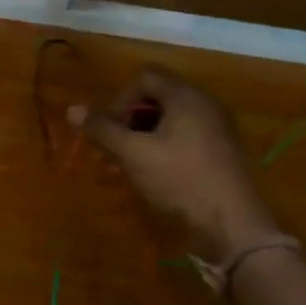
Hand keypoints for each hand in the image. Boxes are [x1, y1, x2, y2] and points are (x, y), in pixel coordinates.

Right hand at [71, 67, 276, 257]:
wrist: (233, 226)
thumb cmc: (180, 180)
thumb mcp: (133, 154)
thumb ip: (102, 129)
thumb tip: (72, 109)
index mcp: (187, 97)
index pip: (145, 78)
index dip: (120, 99)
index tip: (111, 130)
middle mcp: (206, 105)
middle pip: (158, 98)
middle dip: (129, 120)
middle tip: (114, 149)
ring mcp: (218, 130)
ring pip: (171, 121)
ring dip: (144, 137)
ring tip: (129, 166)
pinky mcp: (223, 154)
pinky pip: (186, 138)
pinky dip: (164, 149)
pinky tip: (153, 175)